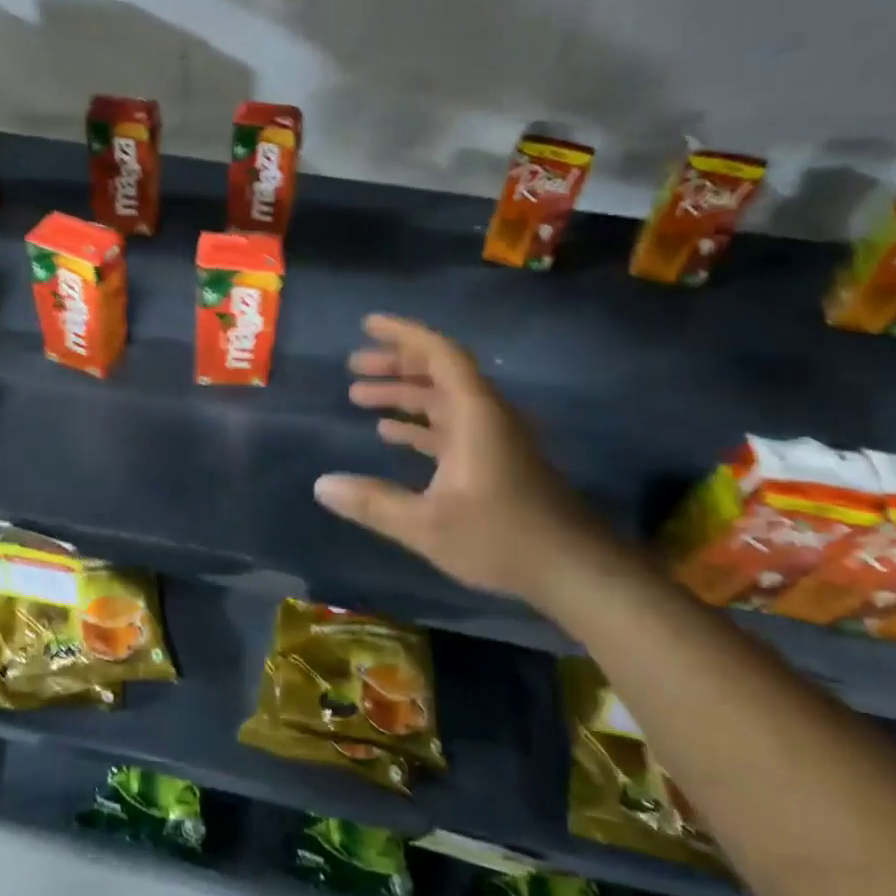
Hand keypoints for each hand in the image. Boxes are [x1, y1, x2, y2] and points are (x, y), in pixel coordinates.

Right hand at [313, 314, 622, 606]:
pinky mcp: (496, 459)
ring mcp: (493, 437)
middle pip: (438, 372)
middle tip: (352, 366)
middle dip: (394, 364)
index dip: (402, 334)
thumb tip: (320, 484)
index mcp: (474, 414)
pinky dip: (419, 422)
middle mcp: (485, 415)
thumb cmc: (501, 538)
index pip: (439, 354)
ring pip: (443, 400)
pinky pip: (451, 426)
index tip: (367, 325)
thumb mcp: (427, 525)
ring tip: (359, 396)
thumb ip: (372, 503)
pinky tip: (390, 433)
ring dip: (404, 394)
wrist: (574, 570)